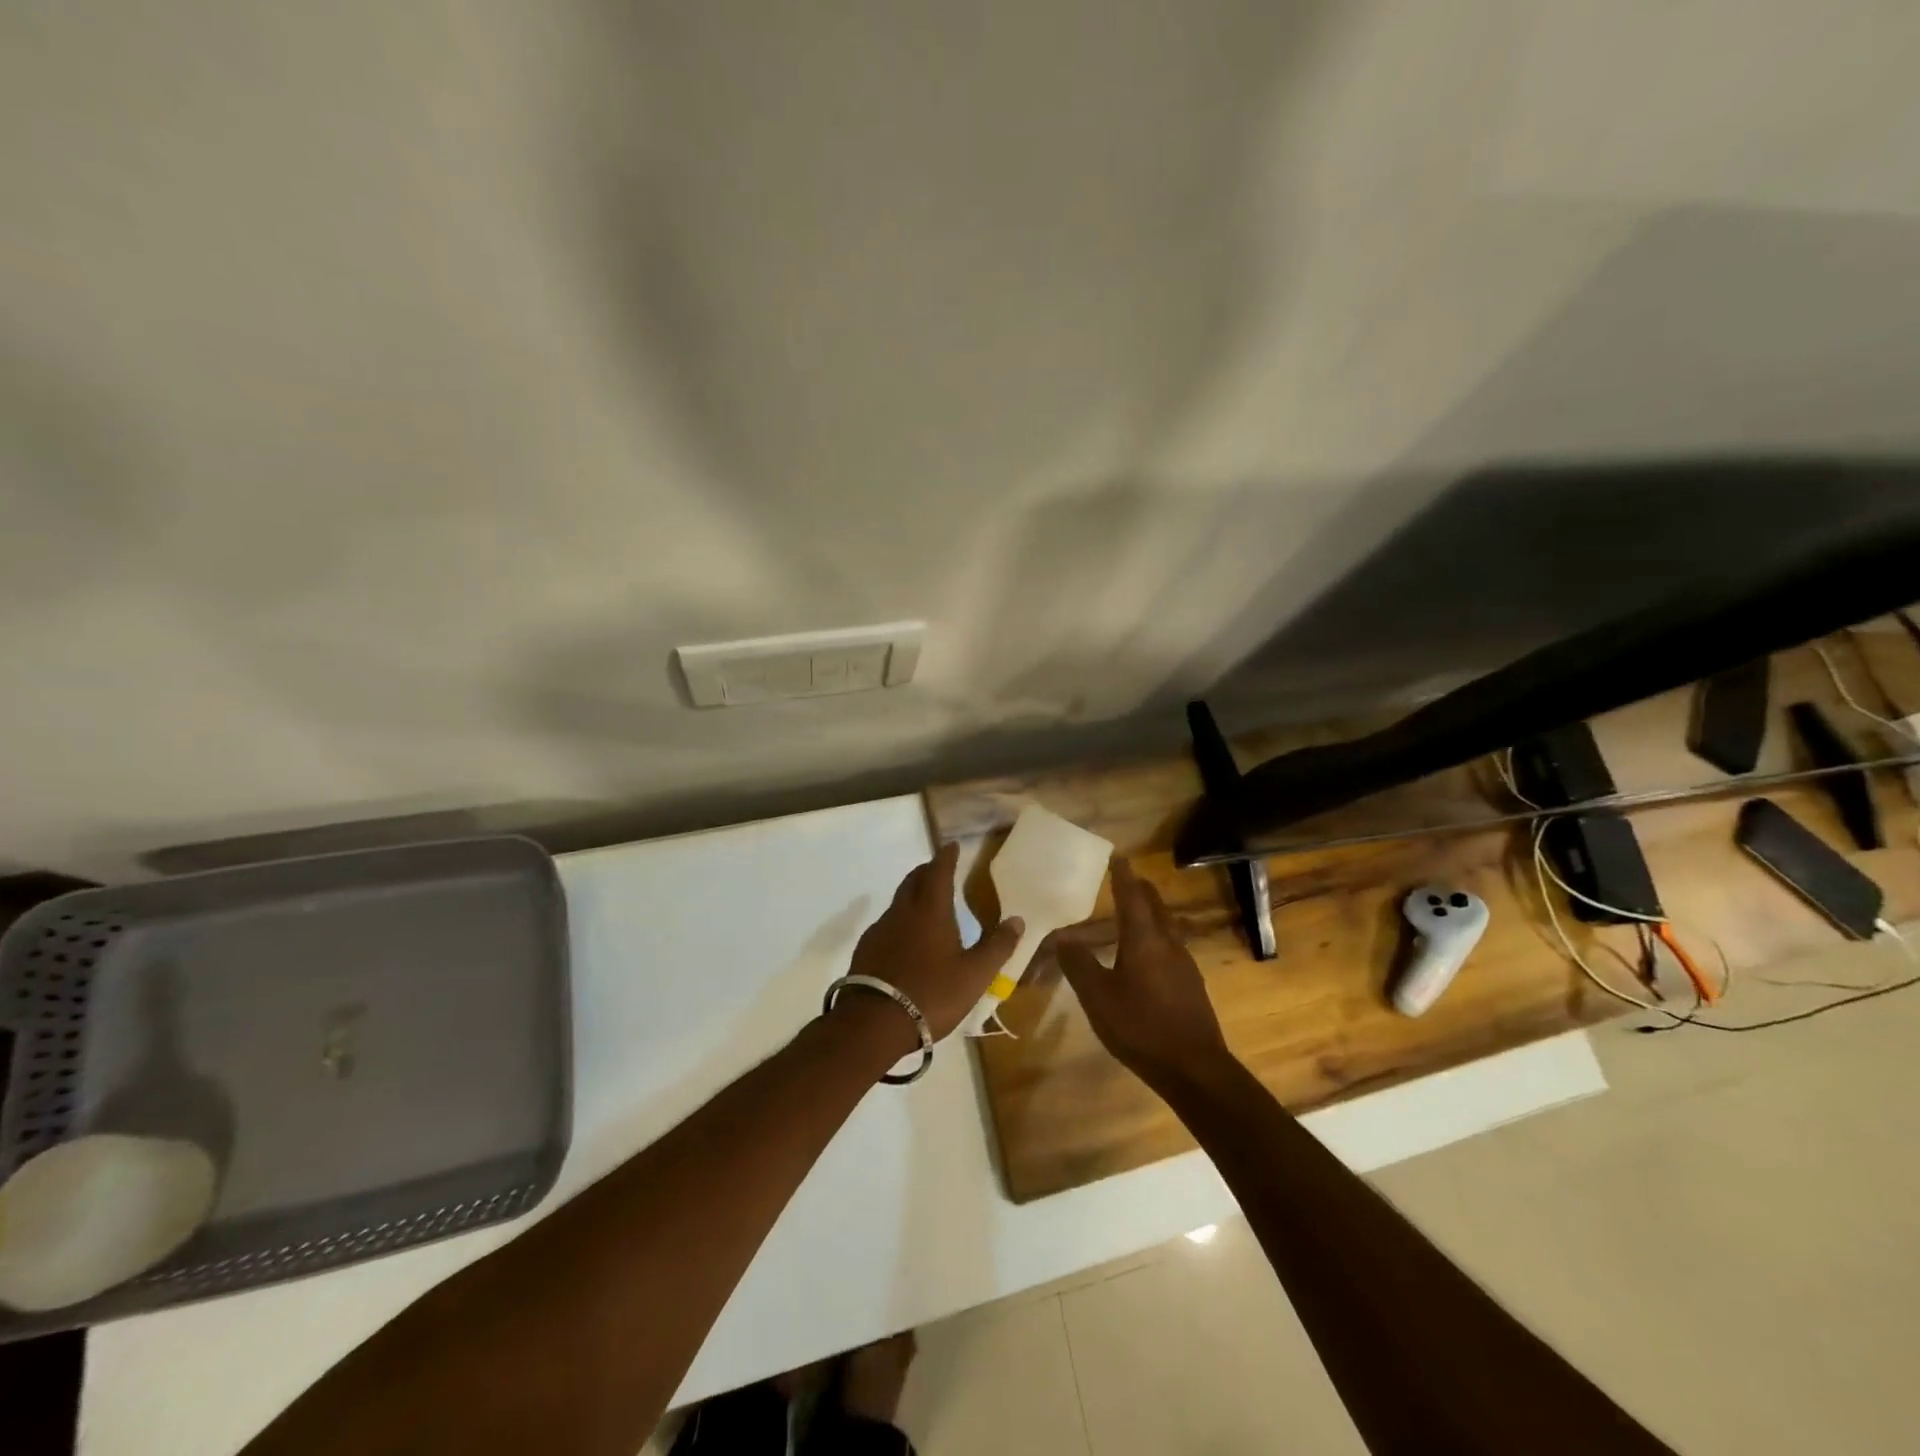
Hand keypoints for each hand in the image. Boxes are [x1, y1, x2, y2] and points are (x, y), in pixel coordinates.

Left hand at [842, 843, 1023, 1047]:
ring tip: (926, 902)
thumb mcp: (975, 975)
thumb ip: (997, 946)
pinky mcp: (867, 950)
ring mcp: (880, 930)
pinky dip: (901, 920)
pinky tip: (906, 938)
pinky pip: (887, 924)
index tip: (951, 846)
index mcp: (931, 910)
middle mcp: (903, 912)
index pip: (938, 872)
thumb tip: (1017, 920)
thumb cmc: (932, 993)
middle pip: (914, 880)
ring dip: (913, 895)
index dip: (946, 857)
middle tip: (939, 869)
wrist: (874, 1023)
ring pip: (899, 902)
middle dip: (927, 871)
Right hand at [1057, 857, 1232, 1094]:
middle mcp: (1167, 943)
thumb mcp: (1098, 997)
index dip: (1122, 875)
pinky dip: (1156, 937)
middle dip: (1140, 890)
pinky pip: (1170, 946)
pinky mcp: (1190, 984)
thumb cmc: (1140, 1026)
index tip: (1117, 856)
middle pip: (1155, 906)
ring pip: (1166, 926)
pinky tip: (1147, 955)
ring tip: (1134, 913)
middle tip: (1126, 880)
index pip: (1131, 896)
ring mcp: (1184, 963)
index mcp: (1144, 939)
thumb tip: (1061, 937)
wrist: (1194, 1067)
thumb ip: (1078, 964)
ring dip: (1150, 913)